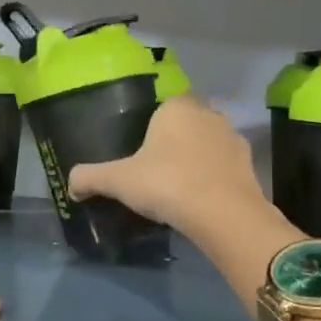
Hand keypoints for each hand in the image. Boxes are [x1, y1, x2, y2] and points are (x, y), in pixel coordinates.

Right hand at [69, 95, 269, 233]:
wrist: (224, 215)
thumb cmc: (167, 183)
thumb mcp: (118, 181)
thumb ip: (90, 178)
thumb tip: (70, 185)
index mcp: (177, 107)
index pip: (161, 106)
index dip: (149, 126)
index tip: (138, 151)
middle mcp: (209, 114)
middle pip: (185, 124)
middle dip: (172, 142)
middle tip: (153, 170)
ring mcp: (233, 139)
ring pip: (206, 144)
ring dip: (194, 159)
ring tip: (176, 187)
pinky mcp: (249, 165)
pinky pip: (222, 166)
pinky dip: (211, 178)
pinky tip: (198, 199)